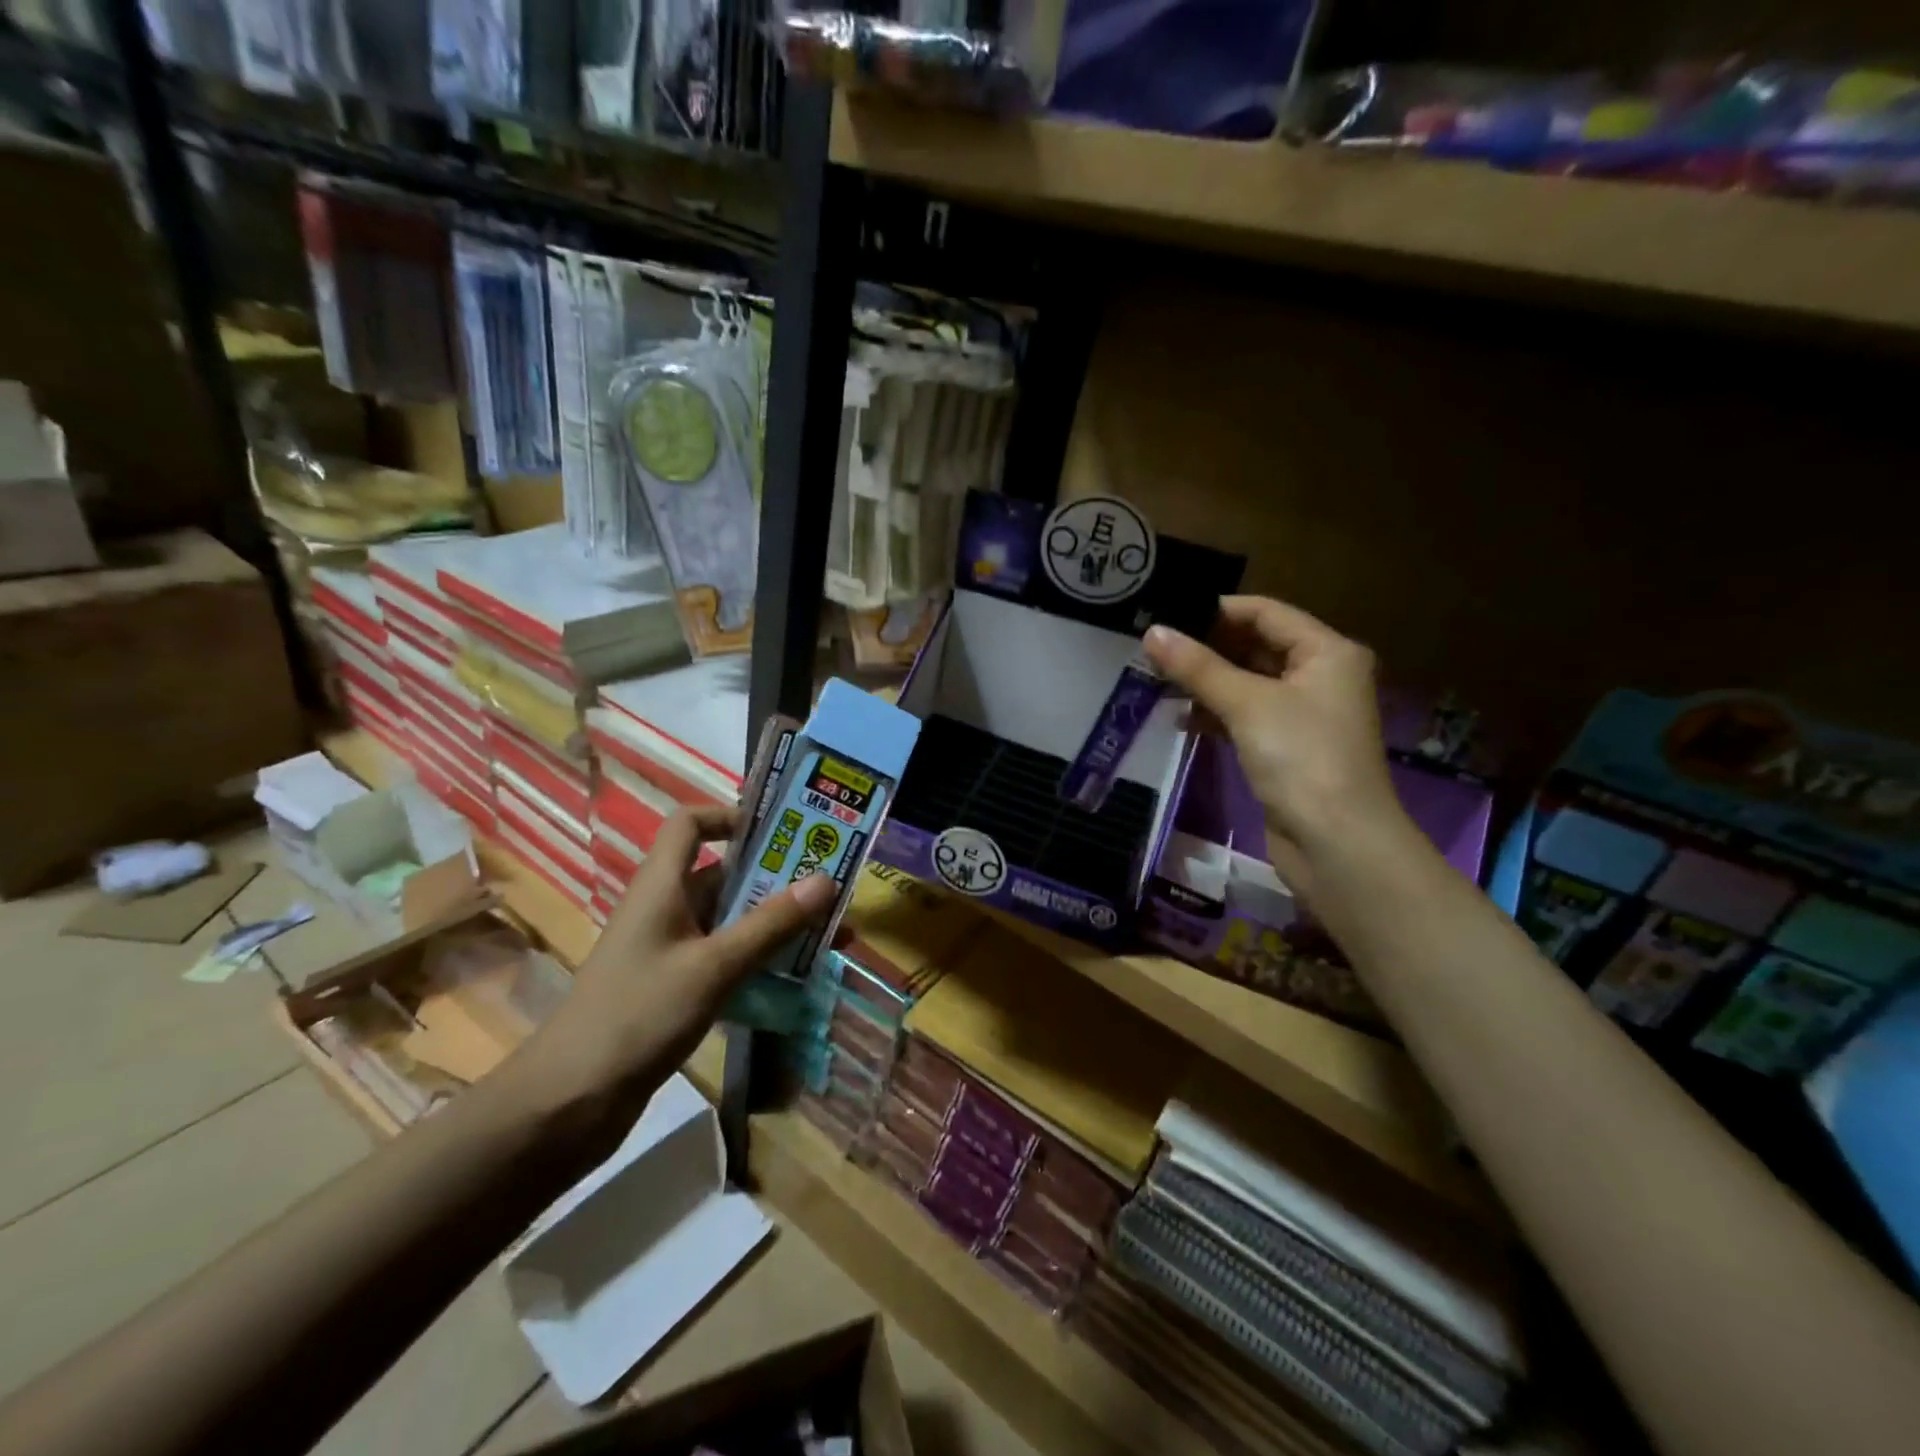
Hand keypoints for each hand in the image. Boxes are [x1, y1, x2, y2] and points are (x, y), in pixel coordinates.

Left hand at [510, 805, 834, 1141]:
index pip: (690, 824)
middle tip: (832, 884)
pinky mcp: (676, 987)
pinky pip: (727, 957)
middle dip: (778, 877)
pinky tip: (799, 976)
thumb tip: (828, 879)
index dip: (730, 816)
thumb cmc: (639, 1015)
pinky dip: (761, 959)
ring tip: (832, 934)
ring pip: (732, 920)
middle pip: (725, 874)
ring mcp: (670, 950)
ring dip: (777, 923)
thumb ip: (771, 924)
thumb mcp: (714, 966)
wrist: (570, 1103)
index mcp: (662, 886)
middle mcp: (666, 909)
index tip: (781, 830)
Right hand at [1144, 596, 1406, 896]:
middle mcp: (1321, 676)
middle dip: (1207, 648)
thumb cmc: (1300, 757)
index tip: (1168, 615)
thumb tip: (1152, 632)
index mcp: (1327, 652)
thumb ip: (1197, 667)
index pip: (1266, 613)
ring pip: (1248, 684)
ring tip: (1157, 680)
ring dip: (1207, 683)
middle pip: (1257, 647)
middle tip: (1154, 648)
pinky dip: (1216, 714)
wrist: (1335, 843)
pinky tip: (1180, 719)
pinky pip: (1246, 717)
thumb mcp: (1247, 703)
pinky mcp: (1287, 748)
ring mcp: (1304, 715)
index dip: (1217, 610)